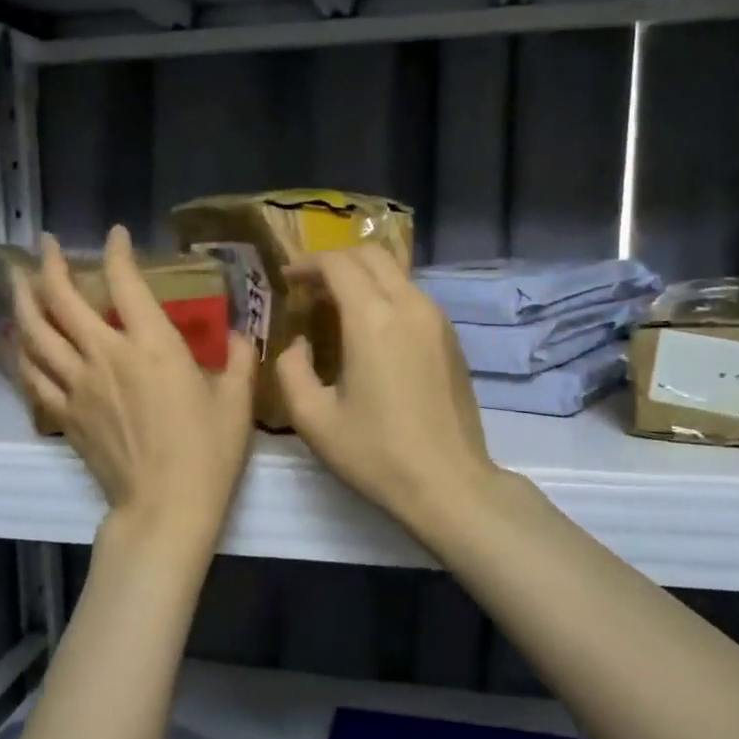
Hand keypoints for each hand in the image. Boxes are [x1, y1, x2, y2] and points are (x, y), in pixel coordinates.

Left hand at [12, 226, 256, 556]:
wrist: (166, 508)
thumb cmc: (208, 452)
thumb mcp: (237, 401)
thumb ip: (239, 359)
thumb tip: (240, 334)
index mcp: (152, 346)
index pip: (125, 282)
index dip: (117, 252)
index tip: (115, 235)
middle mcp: (106, 356)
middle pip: (63, 300)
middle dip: (50, 265)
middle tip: (44, 243)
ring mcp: (78, 386)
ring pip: (35, 333)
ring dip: (23, 300)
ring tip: (18, 280)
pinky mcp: (65, 415)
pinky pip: (31, 376)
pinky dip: (19, 353)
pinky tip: (14, 342)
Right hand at [275, 247, 504, 536]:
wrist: (450, 483)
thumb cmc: (377, 454)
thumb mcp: (314, 419)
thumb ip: (290, 370)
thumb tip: (298, 344)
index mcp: (373, 319)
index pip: (338, 264)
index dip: (307, 264)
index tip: (287, 279)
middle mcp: (410, 306)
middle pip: (371, 254)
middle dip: (335, 261)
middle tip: (309, 287)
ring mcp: (437, 320)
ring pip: (396, 273)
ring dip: (362, 277)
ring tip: (336, 307)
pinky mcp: (451, 338)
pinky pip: (413, 296)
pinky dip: (385, 295)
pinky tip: (371, 329)